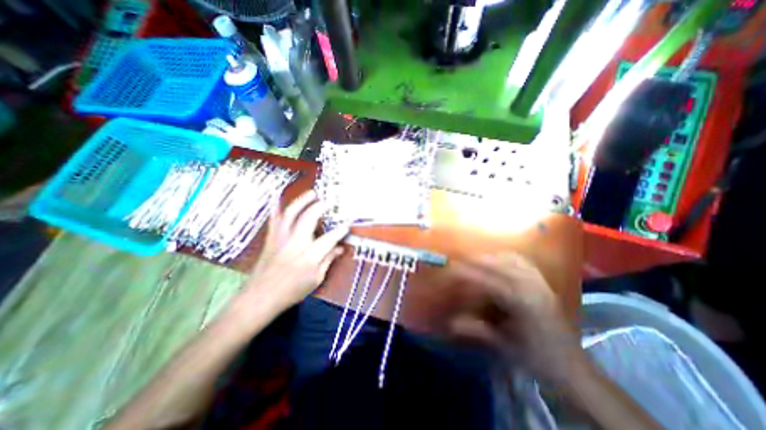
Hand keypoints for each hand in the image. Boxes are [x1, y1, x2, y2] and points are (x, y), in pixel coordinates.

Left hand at [237, 192, 349, 315]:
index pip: (329, 238)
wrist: (260, 297)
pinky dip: (277, 207)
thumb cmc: (291, 291)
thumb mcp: (316, 279)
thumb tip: (339, 248)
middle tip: (328, 202)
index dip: (340, 231)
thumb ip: (328, 260)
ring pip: (291, 214)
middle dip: (319, 207)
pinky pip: (275, 219)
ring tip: (311, 193)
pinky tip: (279, 198)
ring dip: (302, 201)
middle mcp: (295, 243)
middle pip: (308, 218)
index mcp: (309, 256)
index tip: (346, 226)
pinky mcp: (271, 238)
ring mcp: (281, 238)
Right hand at [450, 252, 580, 382]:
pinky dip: (508, 257)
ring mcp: (541, 283)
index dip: (470, 273)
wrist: (574, 368)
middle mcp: (533, 287)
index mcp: (523, 303)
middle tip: (461, 259)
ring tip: (478, 259)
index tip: (453, 268)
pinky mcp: (545, 283)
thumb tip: (452, 324)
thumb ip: (478, 330)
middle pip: (502, 263)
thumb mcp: (505, 345)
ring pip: (514, 259)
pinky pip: (524, 262)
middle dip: (479, 259)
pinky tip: (500, 261)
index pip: (490, 281)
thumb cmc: (537, 358)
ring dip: (493, 256)